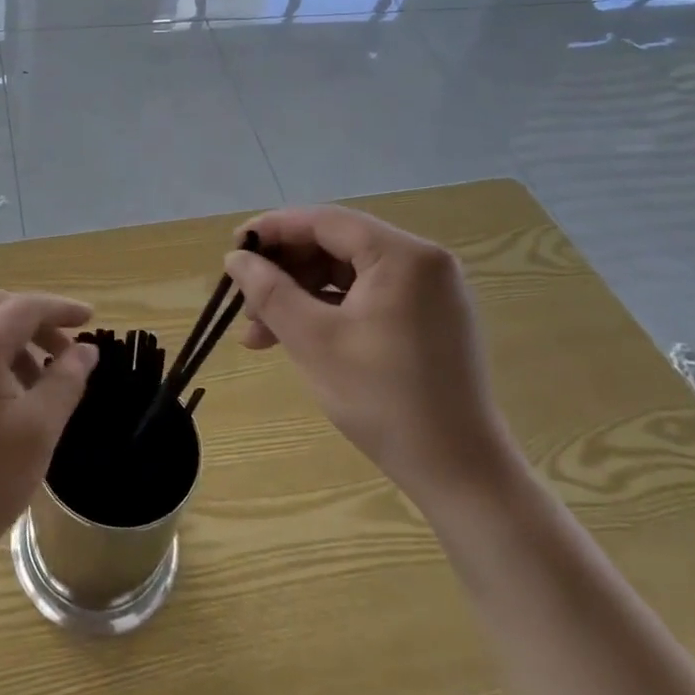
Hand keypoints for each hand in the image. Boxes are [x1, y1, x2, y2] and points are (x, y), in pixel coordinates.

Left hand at [0, 291, 98, 575]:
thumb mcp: (39, 429)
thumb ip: (65, 380)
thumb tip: (85, 351)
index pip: (23, 307)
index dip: (61, 308)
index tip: (91, 319)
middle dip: (36, 320)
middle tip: (67, 350)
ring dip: (14, 339)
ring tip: (43, 379)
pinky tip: (11, 395)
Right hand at [223, 206, 519, 507]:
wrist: (460, 473)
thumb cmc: (383, 399)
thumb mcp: (313, 340)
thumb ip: (269, 291)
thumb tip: (236, 257)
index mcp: (403, 256)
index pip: (324, 221)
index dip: (272, 230)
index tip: (233, 249)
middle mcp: (422, 261)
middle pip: (335, 244)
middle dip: (284, 271)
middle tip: (245, 305)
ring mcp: (429, 291)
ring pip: (346, 273)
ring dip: (299, 295)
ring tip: (260, 335)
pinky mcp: (428, 318)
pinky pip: (366, 296)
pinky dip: (327, 311)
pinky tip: (295, 338)